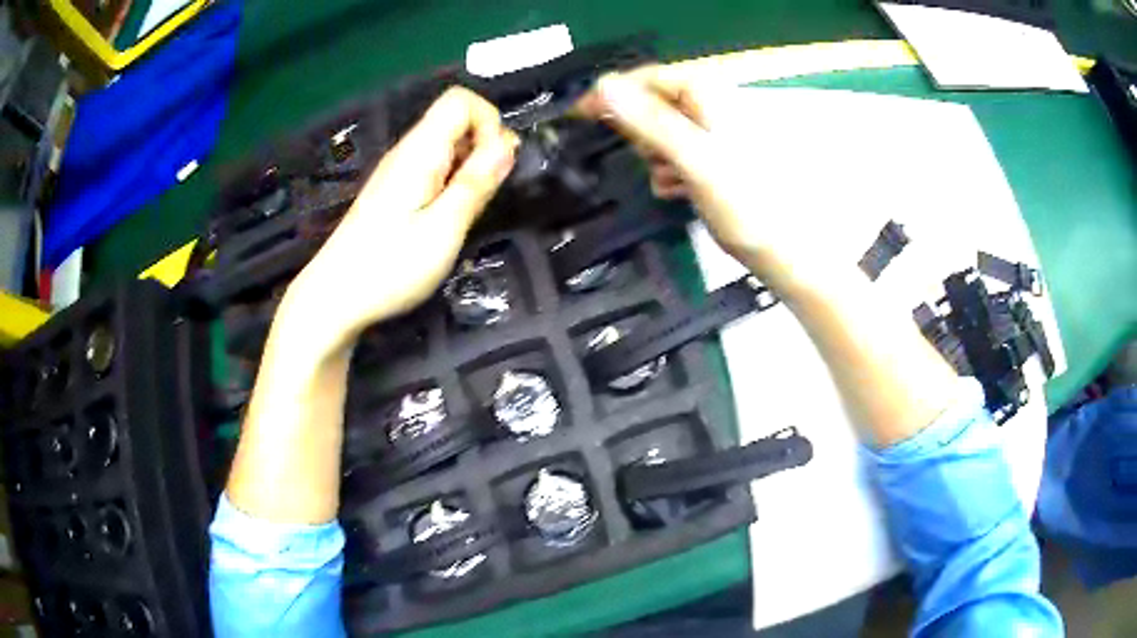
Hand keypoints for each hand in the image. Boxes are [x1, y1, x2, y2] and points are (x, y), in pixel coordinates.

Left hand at [281, 87, 519, 355]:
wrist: (334, 298)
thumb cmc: (389, 267)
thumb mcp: (444, 228)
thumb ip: (477, 182)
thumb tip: (509, 142)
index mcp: (419, 151)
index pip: (460, 101)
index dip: (488, 122)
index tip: (495, 165)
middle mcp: (407, 151)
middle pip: (455, 120)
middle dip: (483, 148)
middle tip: (484, 196)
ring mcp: (398, 171)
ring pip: (446, 147)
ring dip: (469, 169)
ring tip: (466, 213)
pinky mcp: (394, 191)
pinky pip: (433, 169)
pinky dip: (451, 184)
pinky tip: (446, 218)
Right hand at [576, 68, 843, 293]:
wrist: (785, 248)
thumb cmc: (746, 203)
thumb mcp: (693, 158)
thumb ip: (649, 122)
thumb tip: (603, 87)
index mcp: (707, 93)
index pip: (645, 79)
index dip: (611, 95)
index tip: (580, 116)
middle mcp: (710, 104)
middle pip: (652, 105)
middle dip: (643, 134)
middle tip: (653, 159)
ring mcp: (714, 131)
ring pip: (661, 133)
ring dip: (656, 157)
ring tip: (672, 180)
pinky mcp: (715, 157)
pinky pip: (677, 154)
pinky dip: (672, 170)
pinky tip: (679, 190)